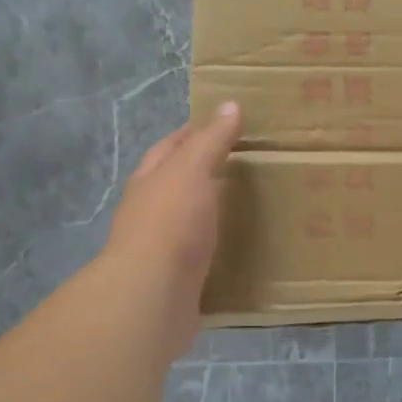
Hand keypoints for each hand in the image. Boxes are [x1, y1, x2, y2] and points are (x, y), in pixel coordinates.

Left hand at [102, 102, 241, 351]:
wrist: (151, 295)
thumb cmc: (170, 223)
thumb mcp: (191, 170)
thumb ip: (211, 140)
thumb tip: (230, 105)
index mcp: (150, 181)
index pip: (170, 147)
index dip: (194, 131)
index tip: (226, 124)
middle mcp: (150, 211)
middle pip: (177, 183)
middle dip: (205, 172)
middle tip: (247, 165)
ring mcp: (162, 248)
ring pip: (190, 221)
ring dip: (213, 212)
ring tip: (251, 205)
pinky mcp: (179, 280)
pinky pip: (203, 255)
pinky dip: (220, 247)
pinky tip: (243, 248)